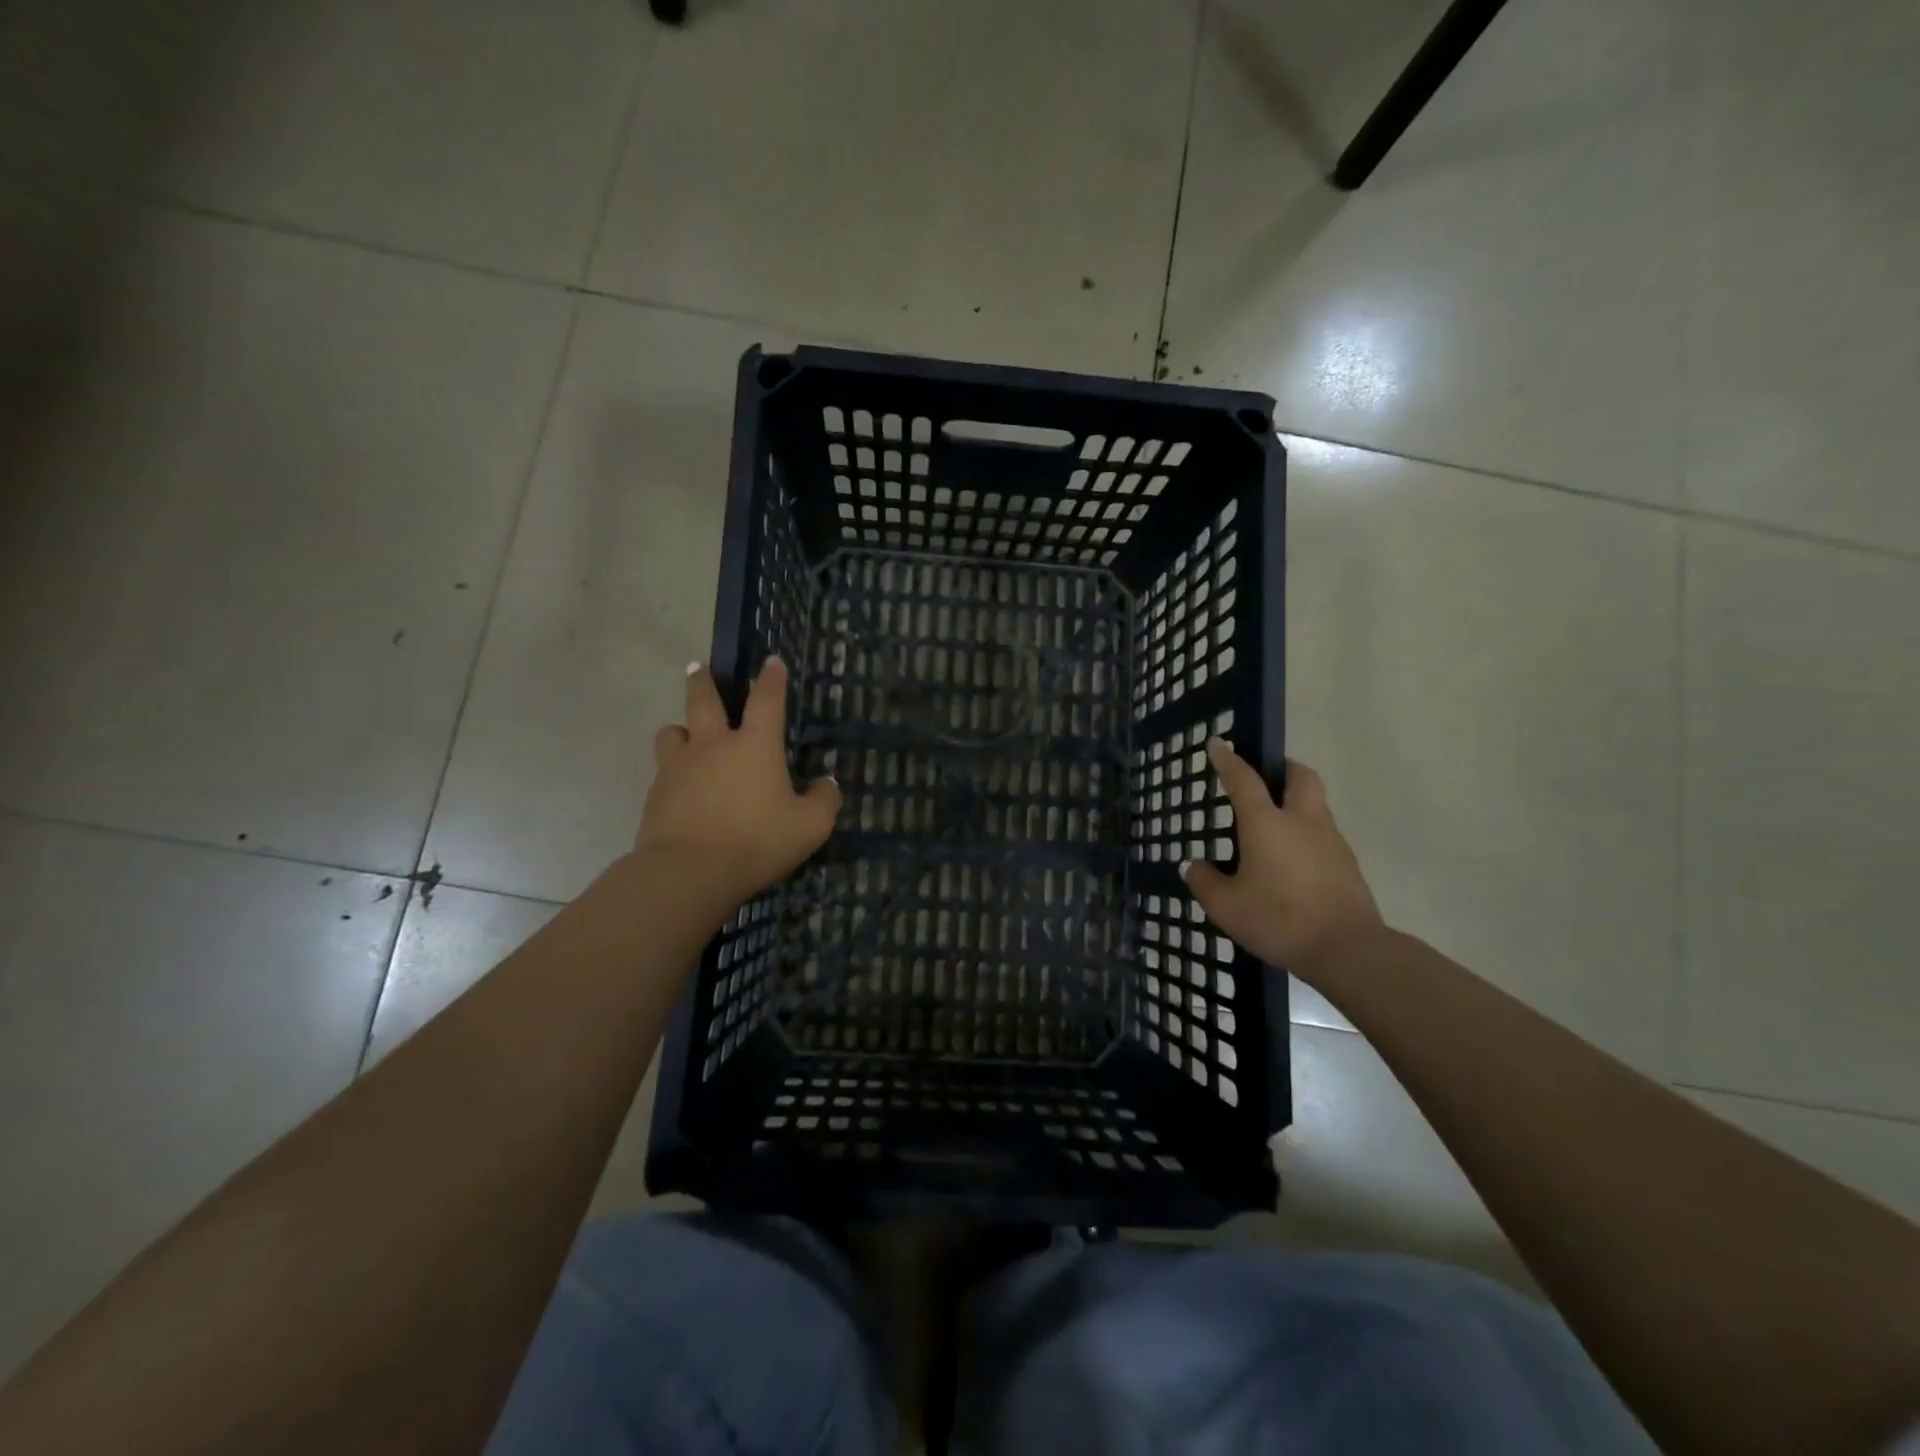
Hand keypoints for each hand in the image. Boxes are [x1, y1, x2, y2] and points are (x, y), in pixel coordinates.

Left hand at [637, 657, 841, 911]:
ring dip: (681, 728)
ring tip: (687, 736)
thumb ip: (824, 801)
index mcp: (755, 745)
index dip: (771, 679)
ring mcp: (679, 766)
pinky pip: (663, 770)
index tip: (772, 662)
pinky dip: (673, 771)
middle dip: (703, 681)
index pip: (767, 700)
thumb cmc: (757, 842)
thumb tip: (827, 783)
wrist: (688, 871)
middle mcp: (714, 745)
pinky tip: (681, 788)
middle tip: (698, 668)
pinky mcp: (656, 793)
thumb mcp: (809, 827)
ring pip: (673, 731)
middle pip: (704, 700)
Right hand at [1181, 741, 1383, 975]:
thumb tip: (1192, 865)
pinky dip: (1307, 832)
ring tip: (1275, 822)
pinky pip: (1325, 833)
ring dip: (1297, 800)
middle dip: (1282, 767)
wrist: (1348, 949)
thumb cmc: (1279, 919)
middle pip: (1299, 776)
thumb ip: (1204, 882)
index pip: (1243, 780)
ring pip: (1316, 803)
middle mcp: (1302, 821)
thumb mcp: (1226, 906)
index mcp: (1267, 823)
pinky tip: (1293, 858)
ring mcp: (1331, 841)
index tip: (1218, 743)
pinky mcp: (1348, 864)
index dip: (1228, 759)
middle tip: (1266, 774)